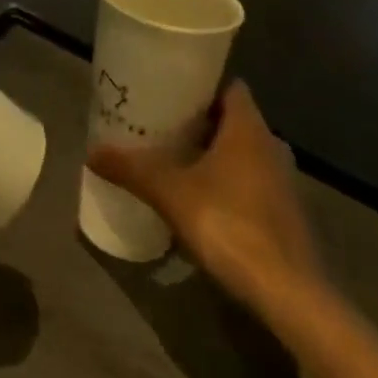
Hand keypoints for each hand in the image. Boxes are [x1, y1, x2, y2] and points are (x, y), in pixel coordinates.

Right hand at [89, 81, 324, 315]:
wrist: (287, 295)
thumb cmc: (230, 225)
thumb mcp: (170, 193)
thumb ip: (131, 169)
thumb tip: (91, 151)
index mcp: (247, 129)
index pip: (229, 86)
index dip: (201, 82)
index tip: (170, 85)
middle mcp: (269, 146)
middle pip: (232, 118)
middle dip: (199, 118)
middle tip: (160, 120)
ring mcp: (280, 182)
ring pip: (241, 151)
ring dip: (212, 151)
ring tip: (173, 155)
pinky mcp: (282, 213)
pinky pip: (248, 180)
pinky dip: (225, 179)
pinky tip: (198, 194)